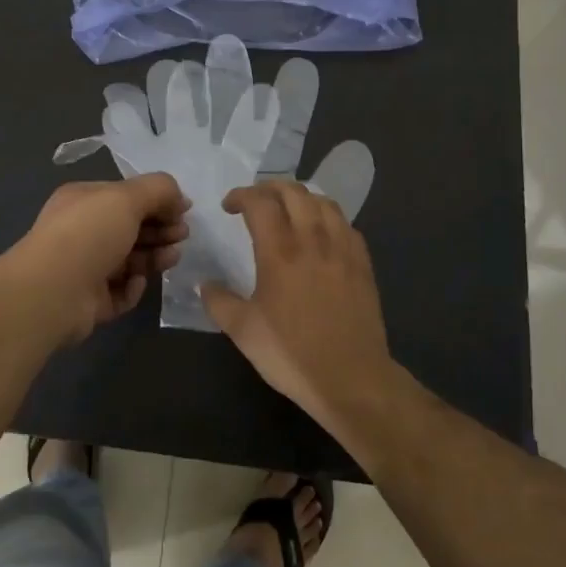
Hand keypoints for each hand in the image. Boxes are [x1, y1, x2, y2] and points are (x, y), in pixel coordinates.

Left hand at [1, 174, 190, 343]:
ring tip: (172, 257)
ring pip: (129, 260)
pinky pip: (119, 291)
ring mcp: (84, 268)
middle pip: (130, 228)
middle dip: (160, 229)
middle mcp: (82, 231)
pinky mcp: (89, 301)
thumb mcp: (126, 197)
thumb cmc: (89, 234)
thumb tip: (180, 199)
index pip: (126, 196)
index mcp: (84, 201)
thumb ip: (158, 190)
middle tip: (182, 235)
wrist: (51, 293)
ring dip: (154, 256)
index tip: (184, 211)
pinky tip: (137, 282)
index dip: (157, 201)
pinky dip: (132, 287)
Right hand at [200, 182, 397, 435]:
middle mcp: (312, 239)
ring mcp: (342, 249)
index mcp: (280, 251)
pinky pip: (346, 224)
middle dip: (270, 187)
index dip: (241, 195)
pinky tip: (322, 233)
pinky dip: (328, 217)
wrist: (351, 378)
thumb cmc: (292, 354)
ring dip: (302, 197)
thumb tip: (203, 284)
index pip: (260, 202)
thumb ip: (219, 302)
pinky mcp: (362, 263)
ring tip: (289, 210)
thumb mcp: (243, 331)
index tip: (229, 206)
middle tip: (256, 200)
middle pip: (294, 192)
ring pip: (324, 202)